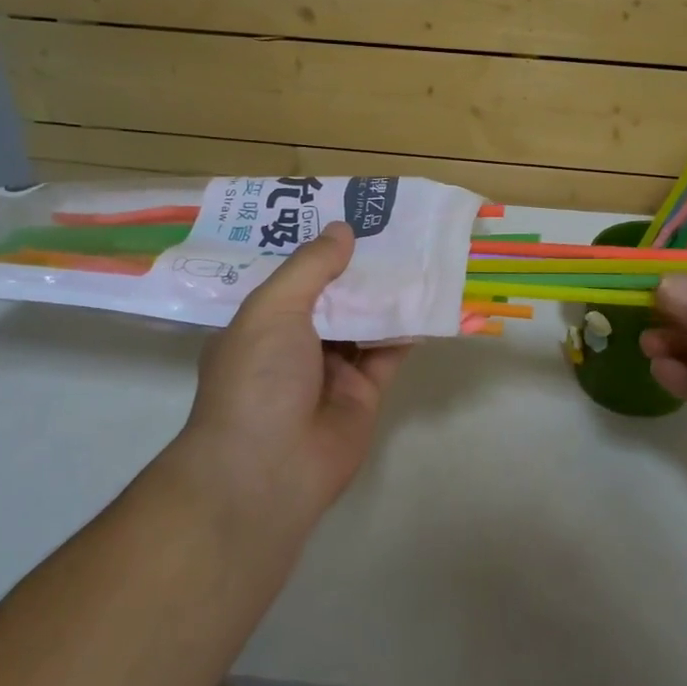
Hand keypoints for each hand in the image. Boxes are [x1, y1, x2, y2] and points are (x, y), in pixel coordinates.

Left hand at [178, 223, 408, 524]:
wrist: (269, 469)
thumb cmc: (257, 378)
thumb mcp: (273, 308)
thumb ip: (311, 267)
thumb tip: (342, 229)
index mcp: (261, 324)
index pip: (292, 279)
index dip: (318, 250)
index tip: (346, 216)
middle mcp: (294, 345)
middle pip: (333, 298)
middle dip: (358, 268)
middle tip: (392, 227)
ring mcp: (330, 372)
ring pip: (364, 324)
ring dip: (387, 296)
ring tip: (417, 254)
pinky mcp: (363, 394)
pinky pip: (388, 354)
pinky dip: (406, 331)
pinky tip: (428, 301)